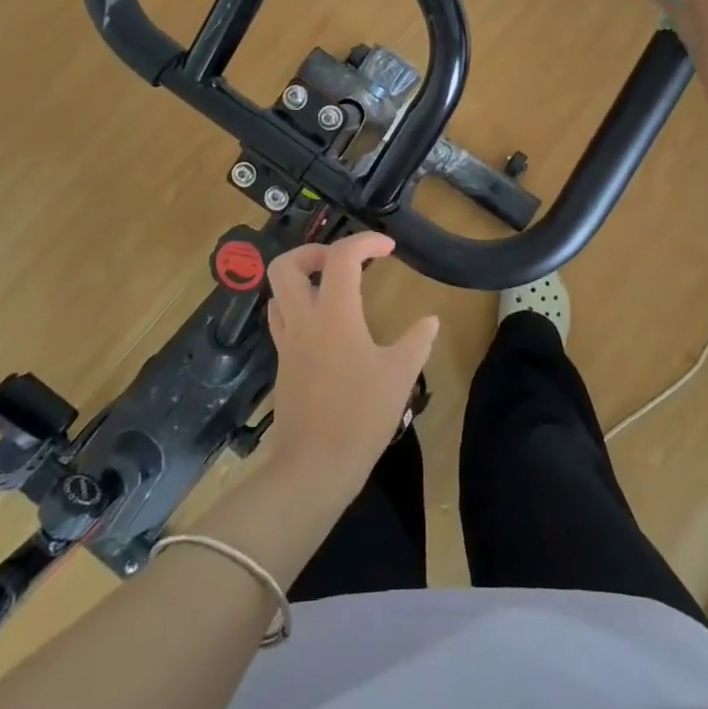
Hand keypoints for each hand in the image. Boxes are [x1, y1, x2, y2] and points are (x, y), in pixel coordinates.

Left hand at [264, 233, 437, 493]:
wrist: (314, 467)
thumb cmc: (361, 415)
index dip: (365, 241)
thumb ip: (417, 341)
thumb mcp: (400, 375)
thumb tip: (430, 319)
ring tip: (333, 290)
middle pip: (286, 265)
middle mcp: (303, 320)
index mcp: (334, 314)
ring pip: (277, 293)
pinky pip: (282, 320)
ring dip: (302, 279)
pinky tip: (326, 328)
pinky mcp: (283, 365)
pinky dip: (299, 308)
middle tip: (344, 263)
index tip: (389, 248)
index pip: (341, 256)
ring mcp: (288, 343)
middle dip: (314, 252)